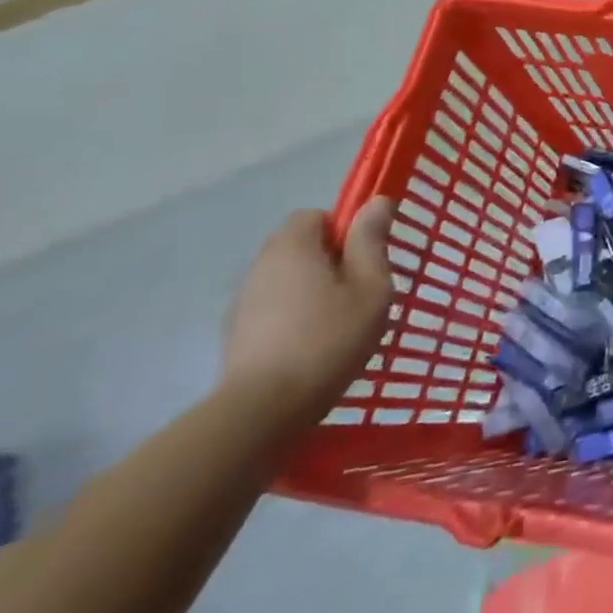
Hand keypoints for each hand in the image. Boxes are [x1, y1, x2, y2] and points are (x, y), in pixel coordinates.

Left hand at [221, 199, 395, 424]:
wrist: (262, 411)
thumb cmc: (328, 339)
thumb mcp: (370, 287)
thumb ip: (371, 241)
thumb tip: (377, 202)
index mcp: (292, 246)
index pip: (316, 215)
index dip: (345, 230)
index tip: (366, 260)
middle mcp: (260, 265)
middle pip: (300, 246)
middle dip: (330, 260)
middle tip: (359, 292)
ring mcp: (243, 301)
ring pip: (287, 279)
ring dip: (311, 290)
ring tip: (338, 324)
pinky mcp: (236, 334)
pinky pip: (273, 309)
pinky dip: (293, 317)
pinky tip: (312, 346)